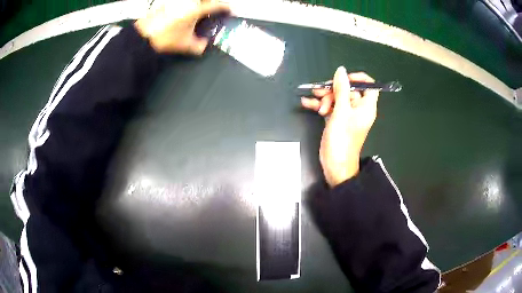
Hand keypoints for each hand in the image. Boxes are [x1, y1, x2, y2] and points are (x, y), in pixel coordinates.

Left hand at [134, 0, 229, 54]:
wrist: (143, 36)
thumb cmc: (163, 38)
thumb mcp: (184, 45)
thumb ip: (198, 46)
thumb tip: (203, 46)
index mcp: (195, 10)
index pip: (216, 6)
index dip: (225, 7)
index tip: (229, 9)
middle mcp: (187, 2)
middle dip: (211, 2)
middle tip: (213, 6)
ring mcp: (176, 1)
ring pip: (192, 0)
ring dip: (198, 3)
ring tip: (197, 10)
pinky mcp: (167, 3)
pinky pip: (181, 2)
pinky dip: (185, 5)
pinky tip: (183, 12)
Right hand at [301, 67, 378, 186]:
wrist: (335, 165)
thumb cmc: (342, 139)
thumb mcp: (341, 111)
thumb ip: (341, 89)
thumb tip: (341, 70)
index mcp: (366, 106)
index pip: (369, 86)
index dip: (357, 79)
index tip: (343, 78)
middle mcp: (358, 109)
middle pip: (348, 90)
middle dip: (333, 90)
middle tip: (321, 94)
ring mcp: (346, 115)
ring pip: (336, 98)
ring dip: (324, 98)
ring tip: (313, 102)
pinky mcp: (336, 120)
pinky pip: (329, 107)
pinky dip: (319, 105)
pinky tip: (306, 103)